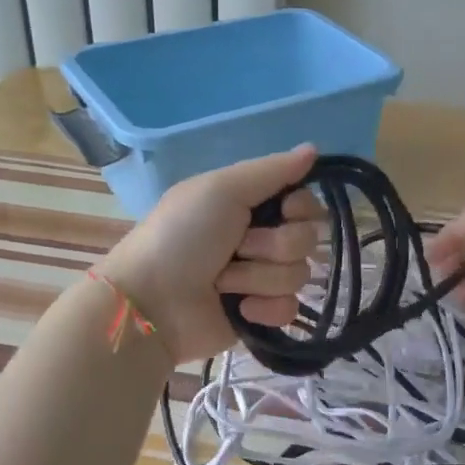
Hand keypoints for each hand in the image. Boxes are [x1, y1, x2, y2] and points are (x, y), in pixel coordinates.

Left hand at [96, 145, 323, 362]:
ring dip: (258, 277)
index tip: (283, 210)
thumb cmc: (181, 236)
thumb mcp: (221, 189)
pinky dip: (264, 309)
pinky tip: (238, 309)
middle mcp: (260, 238)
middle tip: (237, 248)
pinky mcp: (260, 315)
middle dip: (274, 245)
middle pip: (307, 238)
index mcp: (250, 204)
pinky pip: (289, 309)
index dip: (301, 207)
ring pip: (298, 274)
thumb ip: (272, 170)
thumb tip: (314, 148)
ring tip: (223, 281)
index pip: (305, 202)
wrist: (151, 302)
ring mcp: (260, 279)